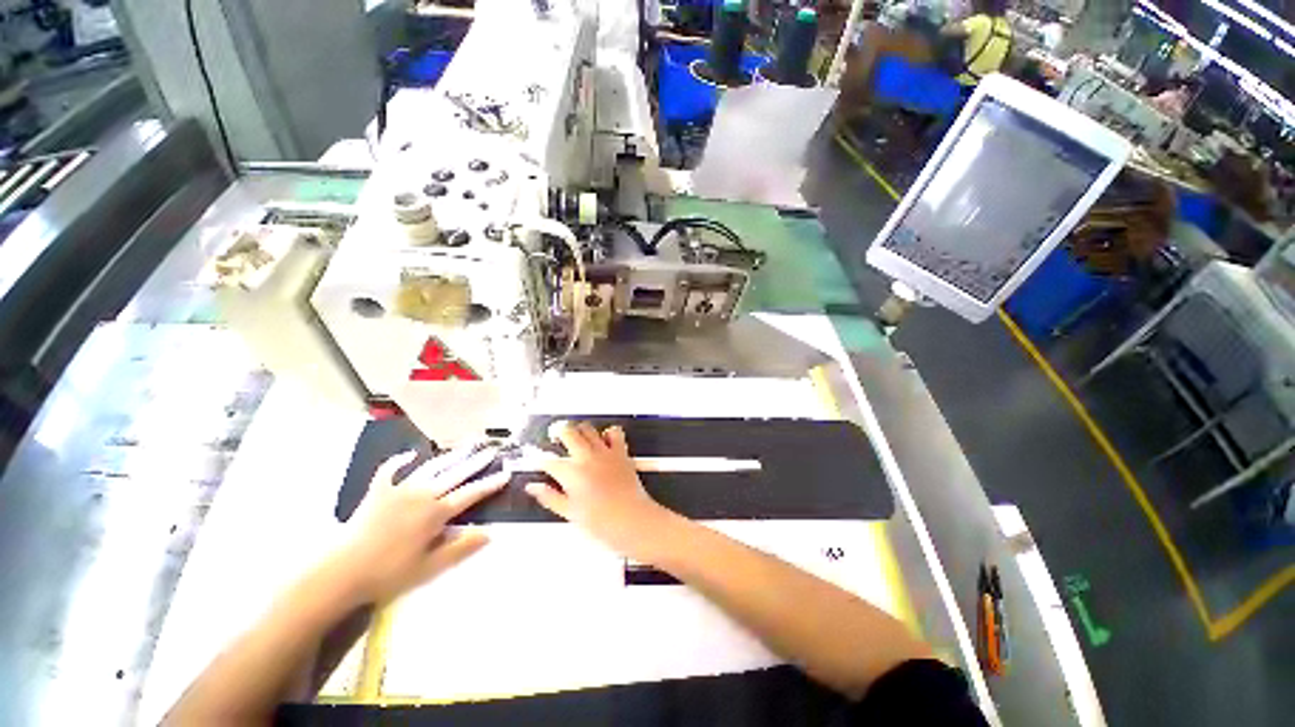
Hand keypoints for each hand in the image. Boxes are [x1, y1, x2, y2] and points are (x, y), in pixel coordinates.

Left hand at [326, 447, 506, 605]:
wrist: (340, 572)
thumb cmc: (388, 573)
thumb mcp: (430, 567)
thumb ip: (461, 548)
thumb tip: (490, 532)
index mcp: (436, 512)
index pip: (470, 494)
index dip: (490, 484)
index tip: (506, 473)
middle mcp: (422, 494)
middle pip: (455, 474)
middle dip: (475, 462)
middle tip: (491, 449)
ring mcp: (398, 490)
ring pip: (430, 468)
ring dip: (449, 456)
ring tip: (464, 446)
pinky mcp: (377, 492)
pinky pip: (390, 471)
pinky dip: (400, 462)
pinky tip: (409, 455)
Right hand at [526, 421, 676, 560]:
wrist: (631, 519)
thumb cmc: (602, 521)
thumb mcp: (569, 513)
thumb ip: (549, 496)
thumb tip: (534, 488)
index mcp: (570, 472)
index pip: (547, 460)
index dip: (538, 459)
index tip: (537, 459)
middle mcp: (586, 457)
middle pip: (567, 432)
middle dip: (557, 431)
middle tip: (554, 436)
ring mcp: (604, 452)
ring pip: (587, 428)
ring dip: (579, 430)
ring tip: (576, 436)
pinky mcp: (620, 452)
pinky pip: (614, 432)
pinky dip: (608, 433)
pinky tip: (604, 439)